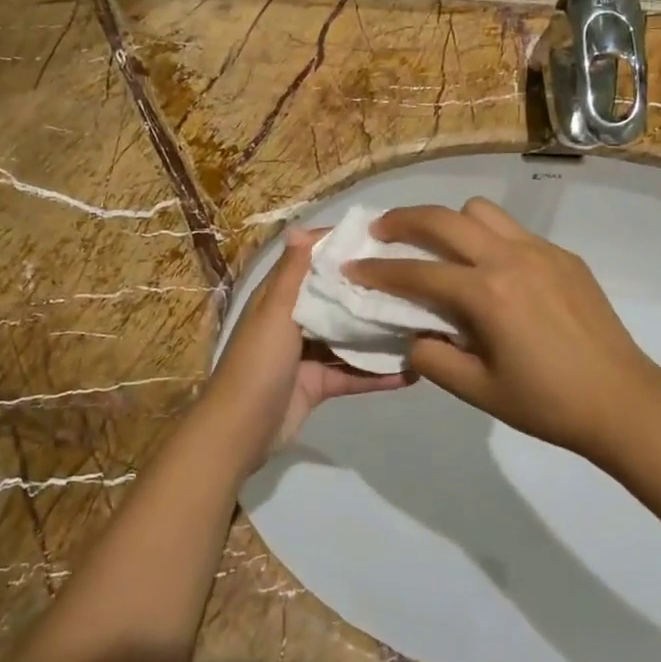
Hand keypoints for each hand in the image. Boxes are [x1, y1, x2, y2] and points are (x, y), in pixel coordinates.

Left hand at [205, 226, 409, 472]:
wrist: (239, 434)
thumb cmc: (256, 365)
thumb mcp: (274, 314)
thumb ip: (292, 275)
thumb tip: (299, 227)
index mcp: (279, 298)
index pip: (311, 262)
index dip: (340, 248)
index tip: (380, 237)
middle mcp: (294, 320)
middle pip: (335, 298)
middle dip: (368, 289)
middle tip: (414, 277)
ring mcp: (307, 354)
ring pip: (348, 336)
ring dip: (379, 332)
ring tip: (421, 321)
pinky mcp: (318, 384)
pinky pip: (353, 373)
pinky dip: (379, 374)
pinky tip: (414, 371)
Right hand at [348, 198, 660, 457]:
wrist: (624, 401)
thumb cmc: (547, 403)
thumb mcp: (478, 391)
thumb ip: (433, 359)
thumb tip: (412, 335)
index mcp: (486, 294)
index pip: (417, 272)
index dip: (378, 270)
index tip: (352, 266)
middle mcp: (509, 258)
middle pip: (443, 219)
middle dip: (403, 220)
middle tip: (381, 232)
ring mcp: (540, 251)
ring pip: (481, 211)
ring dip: (450, 222)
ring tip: (439, 246)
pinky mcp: (563, 256)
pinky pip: (514, 230)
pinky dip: (488, 238)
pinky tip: (491, 271)